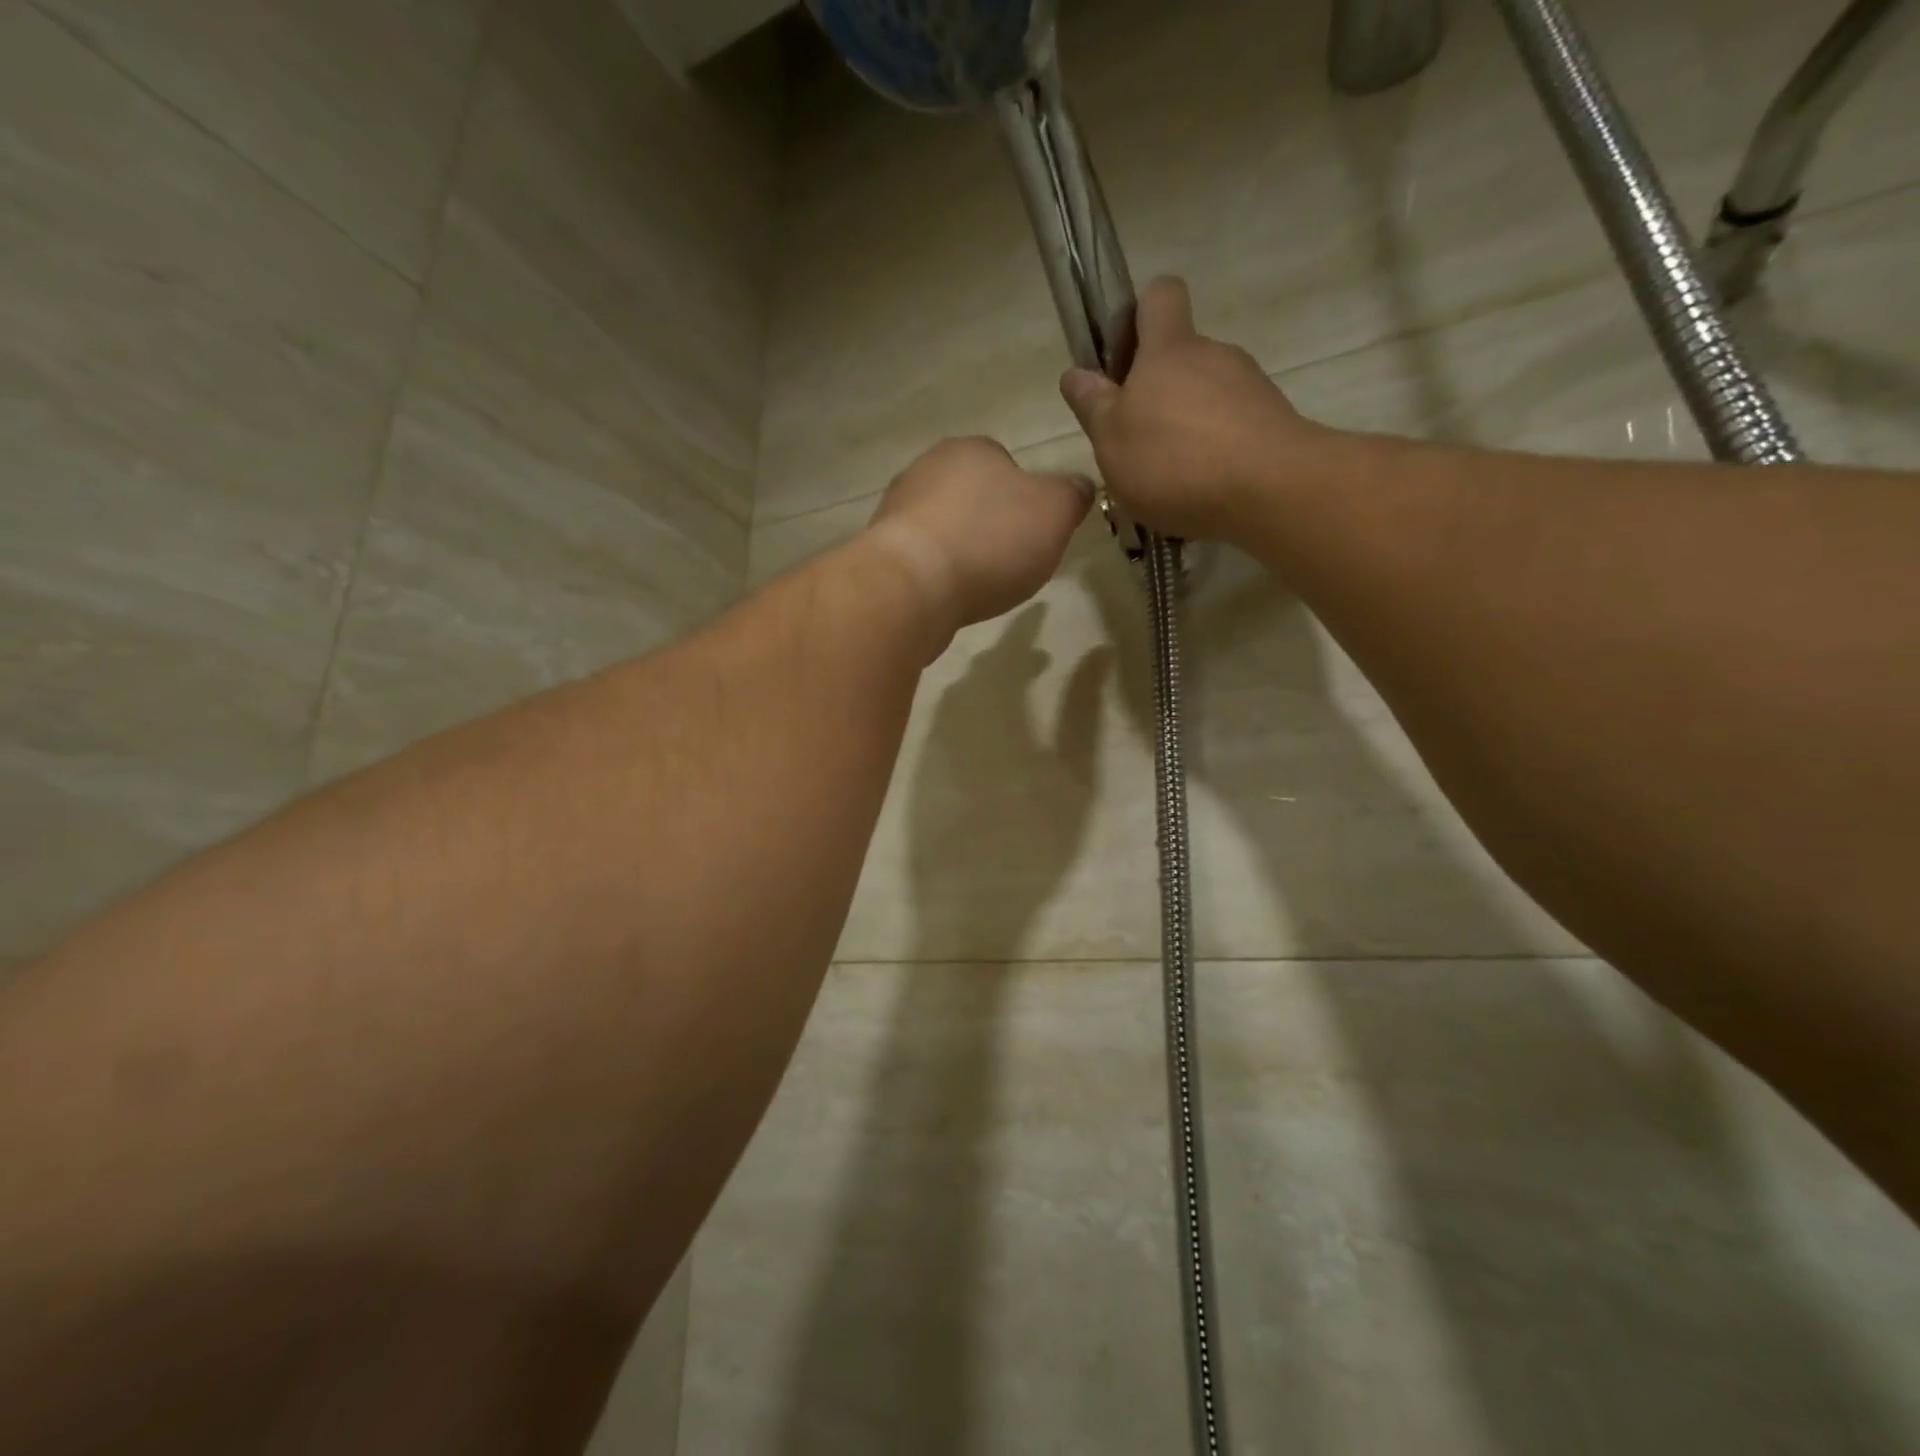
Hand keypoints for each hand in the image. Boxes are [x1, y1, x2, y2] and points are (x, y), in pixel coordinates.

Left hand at [864, 436, 1091, 638]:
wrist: (912, 586)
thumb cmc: (990, 540)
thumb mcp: (1055, 512)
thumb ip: (1071, 495)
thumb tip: (1079, 485)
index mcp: (972, 449)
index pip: (1006, 463)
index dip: (1025, 499)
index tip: (1034, 533)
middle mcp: (927, 468)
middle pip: (971, 496)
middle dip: (990, 525)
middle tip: (1011, 561)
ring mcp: (897, 509)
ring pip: (943, 527)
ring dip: (961, 551)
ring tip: (979, 584)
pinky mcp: (881, 551)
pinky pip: (921, 558)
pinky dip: (938, 574)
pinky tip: (949, 596)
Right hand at [1060, 276, 1323, 541]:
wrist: (1268, 489)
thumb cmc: (1174, 460)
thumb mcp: (1111, 439)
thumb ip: (1093, 405)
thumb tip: (1075, 374)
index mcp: (1168, 349)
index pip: (1159, 296)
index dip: (1138, 316)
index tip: (1122, 357)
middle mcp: (1213, 355)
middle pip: (1180, 357)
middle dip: (1156, 392)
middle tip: (1135, 442)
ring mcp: (1249, 387)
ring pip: (1206, 397)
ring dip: (1185, 427)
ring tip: (1169, 479)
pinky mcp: (1272, 423)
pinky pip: (1231, 429)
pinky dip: (1214, 452)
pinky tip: (1201, 491)